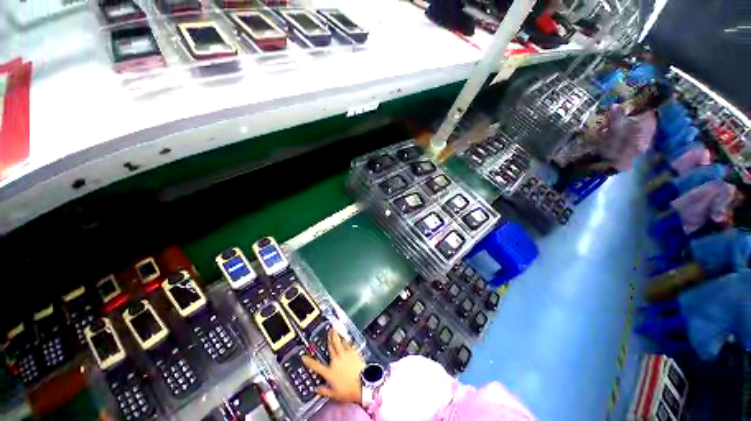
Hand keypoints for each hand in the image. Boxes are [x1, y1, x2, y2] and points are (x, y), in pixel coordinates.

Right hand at [302, 329, 365, 403]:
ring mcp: (344, 355)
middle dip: (328, 338)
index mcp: (329, 372)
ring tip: (334, 330)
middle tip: (328, 331)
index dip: (309, 361)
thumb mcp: (334, 394)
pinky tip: (344, 338)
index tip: (303, 356)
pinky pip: (348, 344)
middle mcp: (336, 361)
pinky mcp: (353, 352)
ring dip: (336, 335)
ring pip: (339, 342)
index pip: (316, 366)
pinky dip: (345, 340)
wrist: (362, 383)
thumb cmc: (348, 391)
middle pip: (330, 347)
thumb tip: (316, 390)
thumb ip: (324, 391)